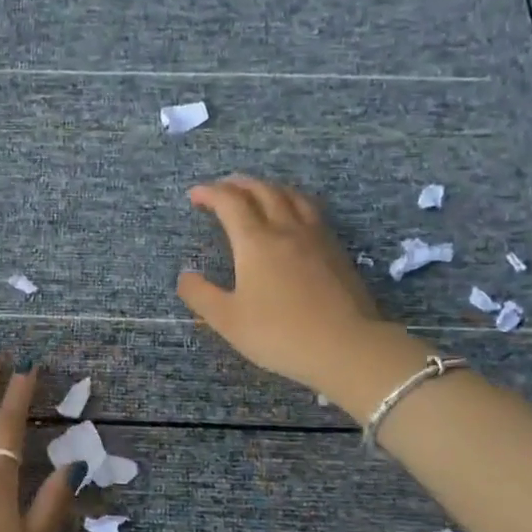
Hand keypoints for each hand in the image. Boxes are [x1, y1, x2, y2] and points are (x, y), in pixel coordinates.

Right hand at [177, 176, 389, 393]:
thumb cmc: (279, 334)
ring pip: (291, 196)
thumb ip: (201, 295)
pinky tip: (293, 218)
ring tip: (257, 194)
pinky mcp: (336, 251)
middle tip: (222, 189)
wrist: (346, 346)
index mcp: (255, 242)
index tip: (195, 195)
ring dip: (269, 188)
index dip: (210, 193)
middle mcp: (286, 229)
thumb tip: (185, 276)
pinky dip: (293, 202)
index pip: (230, 202)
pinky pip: (311, 211)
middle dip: (238, 184)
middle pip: (262, 191)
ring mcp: (316, 237)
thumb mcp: (227, 320)